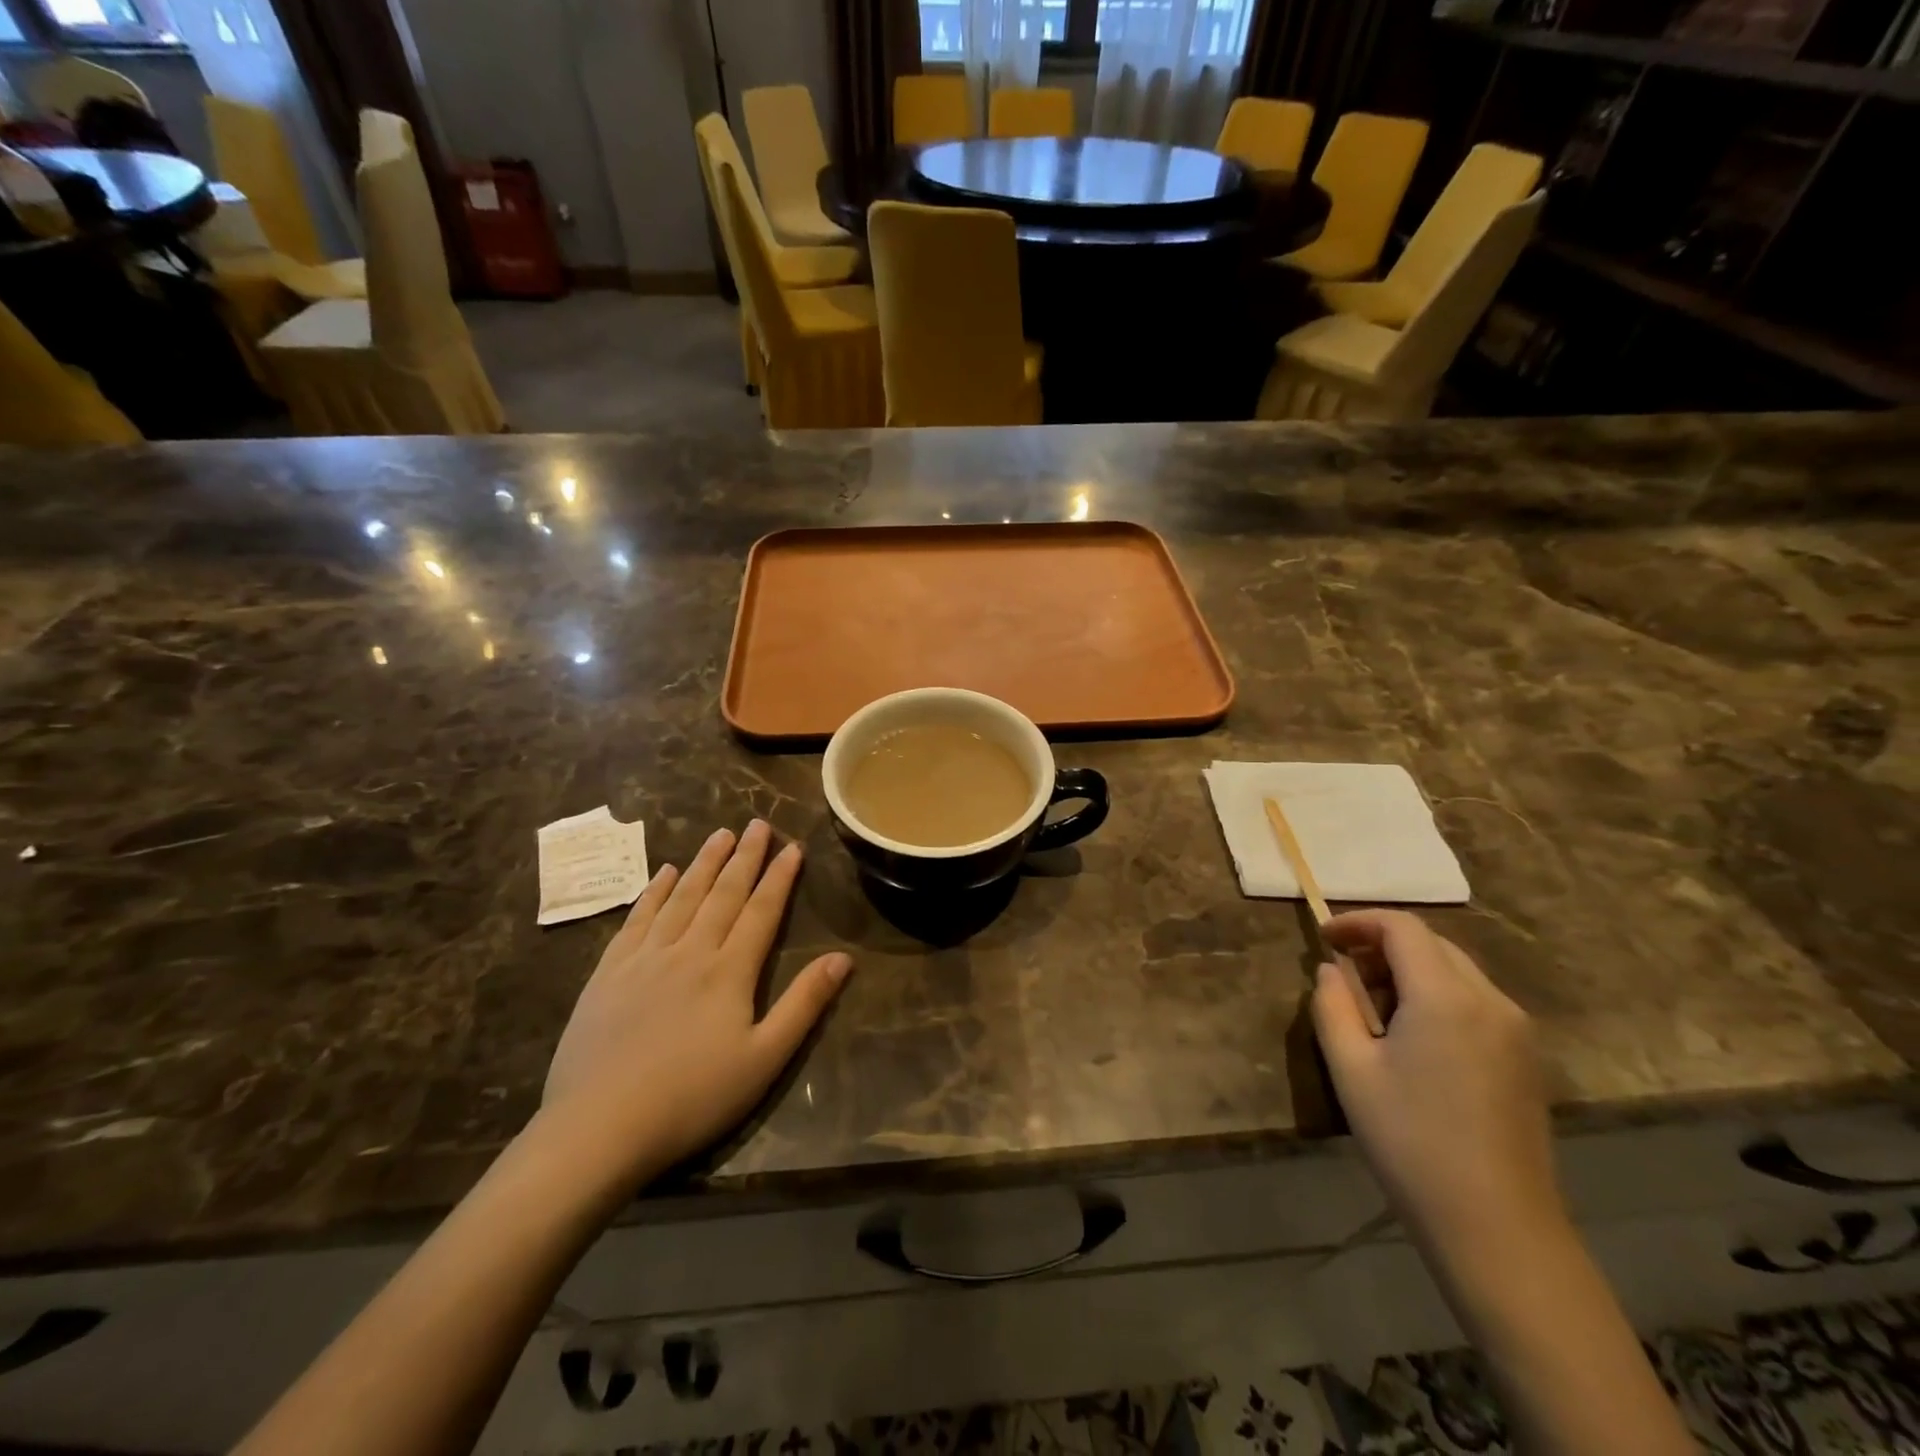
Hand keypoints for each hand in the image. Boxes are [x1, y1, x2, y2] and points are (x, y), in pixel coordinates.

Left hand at [537, 821, 851, 1191]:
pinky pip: (637, 918)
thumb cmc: (692, 1097)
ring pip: (682, 897)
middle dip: (744, 857)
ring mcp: (645, 958)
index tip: (792, 847)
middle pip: (723, 894)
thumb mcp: (764, 1059)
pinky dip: (654, 891)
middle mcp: (690, 951)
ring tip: (720, 834)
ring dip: (704, 863)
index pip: (762, 911)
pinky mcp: (609, 972)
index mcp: (729, 971)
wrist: (599, 1127)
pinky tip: (665, 873)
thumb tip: (843, 958)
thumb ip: (804, 1004)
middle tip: (757, 824)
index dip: (779, 877)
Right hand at [1312, 910, 1560, 1252]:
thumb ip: (1332, 1006)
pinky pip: (1474, 1000)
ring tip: (1372, 1008)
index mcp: (1446, 997)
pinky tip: (1412, 1036)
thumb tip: (1331, 971)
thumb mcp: (1350, 1069)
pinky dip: (1435, 995)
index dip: (1358, 922)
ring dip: (1409, 970)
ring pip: (1455, 970)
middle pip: (1432, 943)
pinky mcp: (1525, 1057)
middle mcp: (1491, 1001)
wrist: (1497, 1228)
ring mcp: (1516, 1030)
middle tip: (1342, 975)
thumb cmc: (1411, 1142)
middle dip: (1382, 945)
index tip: (1323, 939)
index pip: (1402, 927)